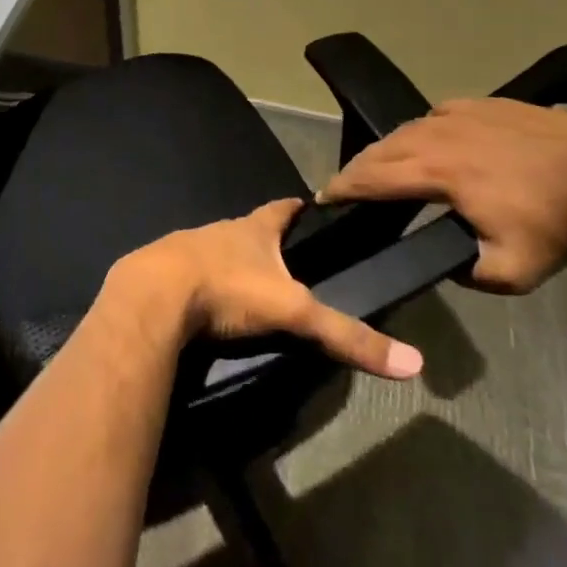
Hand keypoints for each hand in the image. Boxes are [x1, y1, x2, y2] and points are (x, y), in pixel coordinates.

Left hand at [113, 200, 422, 379]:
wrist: (153, 295)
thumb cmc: (226, 288)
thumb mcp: (292, 311)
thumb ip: (345, 334)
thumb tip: (413, 361)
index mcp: (252, 229)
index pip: (281, 209)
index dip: (296, 208)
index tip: (308, 204)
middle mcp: (219, 230)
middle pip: (247, 229)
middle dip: (263, 239)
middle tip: (282, 256)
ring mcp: (186, 247)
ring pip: (215, 249)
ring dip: (230, 261)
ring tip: (245, 281)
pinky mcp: (161, 271)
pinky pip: (187, 272)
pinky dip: (200, 282)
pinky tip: (203, 302)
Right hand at [315, 97, 566, 292]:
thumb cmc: (557, 228)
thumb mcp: (507, 272)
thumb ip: (462, 271)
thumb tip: (442, 260)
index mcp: (437, 172)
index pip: (373, 177)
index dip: (343, 187)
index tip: (324, 197)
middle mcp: (439, 134)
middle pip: (383, 148)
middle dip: (358, 167)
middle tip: (345, 184)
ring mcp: (463, 113)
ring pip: (409, 128)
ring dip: (388, 148)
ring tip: (382, 165)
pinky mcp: (486, 104)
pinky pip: (439, 114)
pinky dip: (423, 129)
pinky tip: (430, 140)